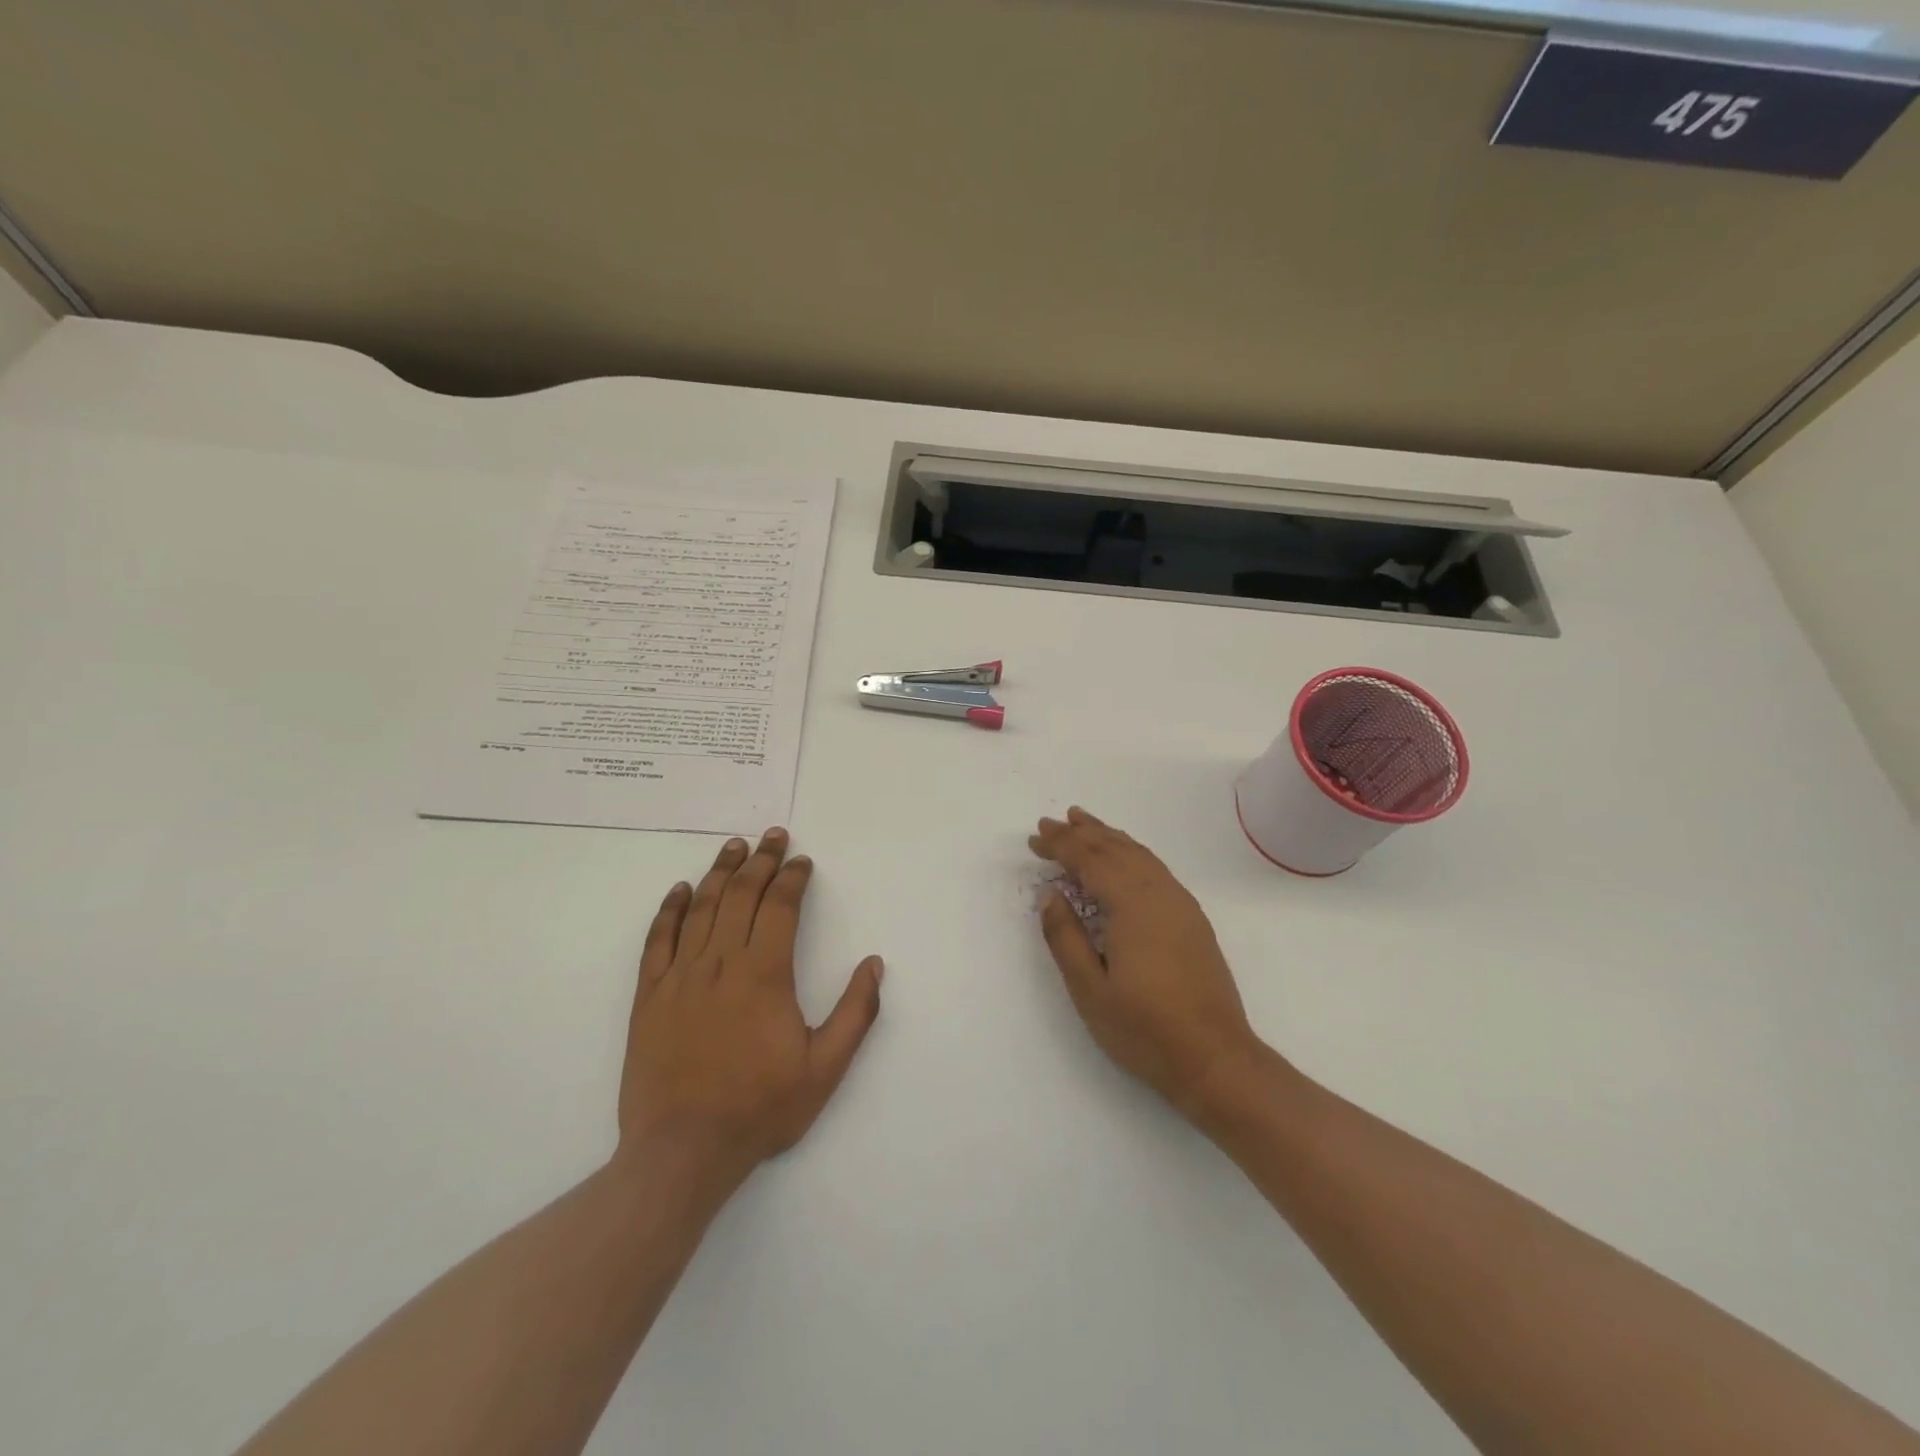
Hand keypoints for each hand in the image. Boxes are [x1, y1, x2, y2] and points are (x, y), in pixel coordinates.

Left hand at [618, 828, 882, 1189]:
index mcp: (764, 974)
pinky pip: (658, 940)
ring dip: (720, 872)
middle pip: (741, 896)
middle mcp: (721, 963)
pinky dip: (669, 910)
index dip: (792, 878)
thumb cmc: (760, 1108)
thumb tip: (874, 963)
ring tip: (734, 847)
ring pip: (701, 908)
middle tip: (773, 836)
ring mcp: (680, 977)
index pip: (780, 908)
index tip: (802, 861)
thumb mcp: (825, 1068)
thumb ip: (855, 1013)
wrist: (682, 1151)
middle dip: (761, 861)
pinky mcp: (650, 996)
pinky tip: (680, 891)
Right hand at [1031, 807, 1261, 1118]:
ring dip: (1108, 836)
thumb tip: (1050, 893)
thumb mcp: (1089, 990)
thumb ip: (1065, 936)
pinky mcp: (1192, 919)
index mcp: (1131, 905)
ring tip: (1084, 822)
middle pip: (1115, 849)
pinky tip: (1124, 856)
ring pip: (1139, 854)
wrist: (1216, 1059)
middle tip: (1052, 821)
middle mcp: (1159, 893)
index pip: (1089, 860)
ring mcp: (1180, 904)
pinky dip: (1132, 852)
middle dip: (1081, 833)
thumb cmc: (1145, 1029)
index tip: (1035, 837)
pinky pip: (1155, 867)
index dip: (1061, 845)